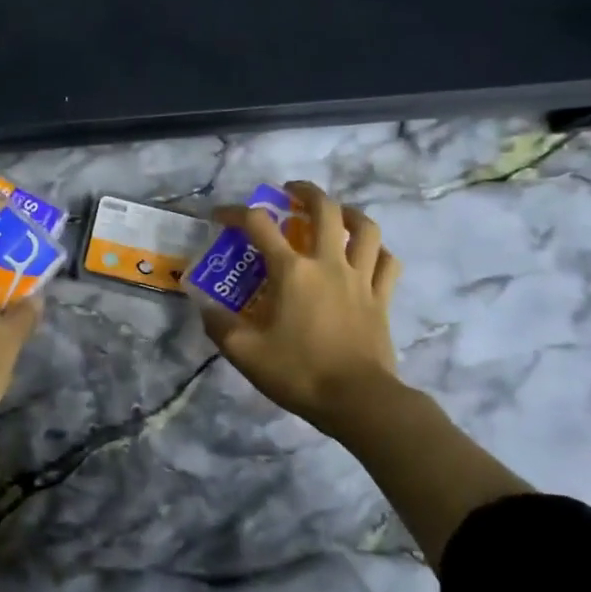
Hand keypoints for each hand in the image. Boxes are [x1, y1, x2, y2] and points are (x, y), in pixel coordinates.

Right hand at [201, 181, 402, 436]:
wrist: (358, 400)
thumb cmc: (298, 372)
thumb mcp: (244, 352)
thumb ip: (219, 325)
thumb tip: (203, 305)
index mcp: (291, 271)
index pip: (258, 226)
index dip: (234, 213)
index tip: (220, 216)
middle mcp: (328, 264)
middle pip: (324, 210)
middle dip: (305, 192)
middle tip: (290, 192)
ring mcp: (360, 279)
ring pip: (365, 229)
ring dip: (349, 213)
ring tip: (336, 213)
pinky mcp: (382, 298)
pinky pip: (387, 262)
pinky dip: (378, 250)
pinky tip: (368, 253)